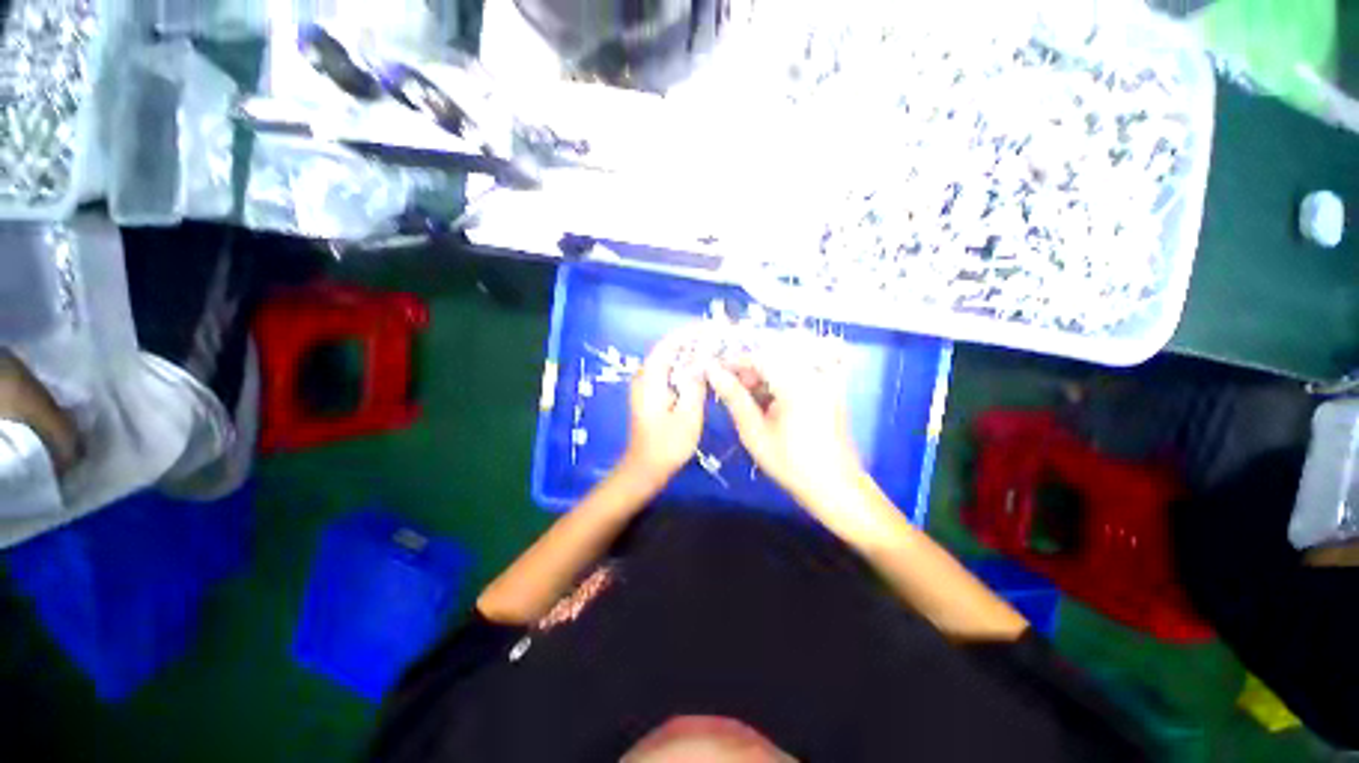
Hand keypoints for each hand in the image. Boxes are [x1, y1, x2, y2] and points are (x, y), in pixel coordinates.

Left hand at [619, 328, 706, 488]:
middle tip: (717, 337)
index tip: (710, 327)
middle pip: (669, 349)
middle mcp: (644, 377)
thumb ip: (696, 385)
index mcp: (650, 379)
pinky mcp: (651, 394)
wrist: (646, 468)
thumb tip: (705, 360)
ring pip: (670, 360)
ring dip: (689, 353)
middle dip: (692, 341)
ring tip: (714, 348)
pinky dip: (685, 367)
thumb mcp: (688, 415)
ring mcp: (646, 385)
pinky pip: (669, 372)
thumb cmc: (667, 445)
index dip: (688, 333)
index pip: (668, 344)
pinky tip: (702, 370)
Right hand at [706, 344, 866, 512]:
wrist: (834, 487)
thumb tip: (712, 371)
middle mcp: (813, 374)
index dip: (734, 362)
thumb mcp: (754, 431)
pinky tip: (767, 405)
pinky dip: (777, 385)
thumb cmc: (790, 463)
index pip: (759, 357)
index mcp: (797, 383)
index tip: (715, 373)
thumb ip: (733, 397)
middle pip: (772, 358)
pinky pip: (796, 376)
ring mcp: (823, 381)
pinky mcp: (827, 389)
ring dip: (761, 378)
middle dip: (748, 371)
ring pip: (783, 366)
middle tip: (730, 391)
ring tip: (746, 401)